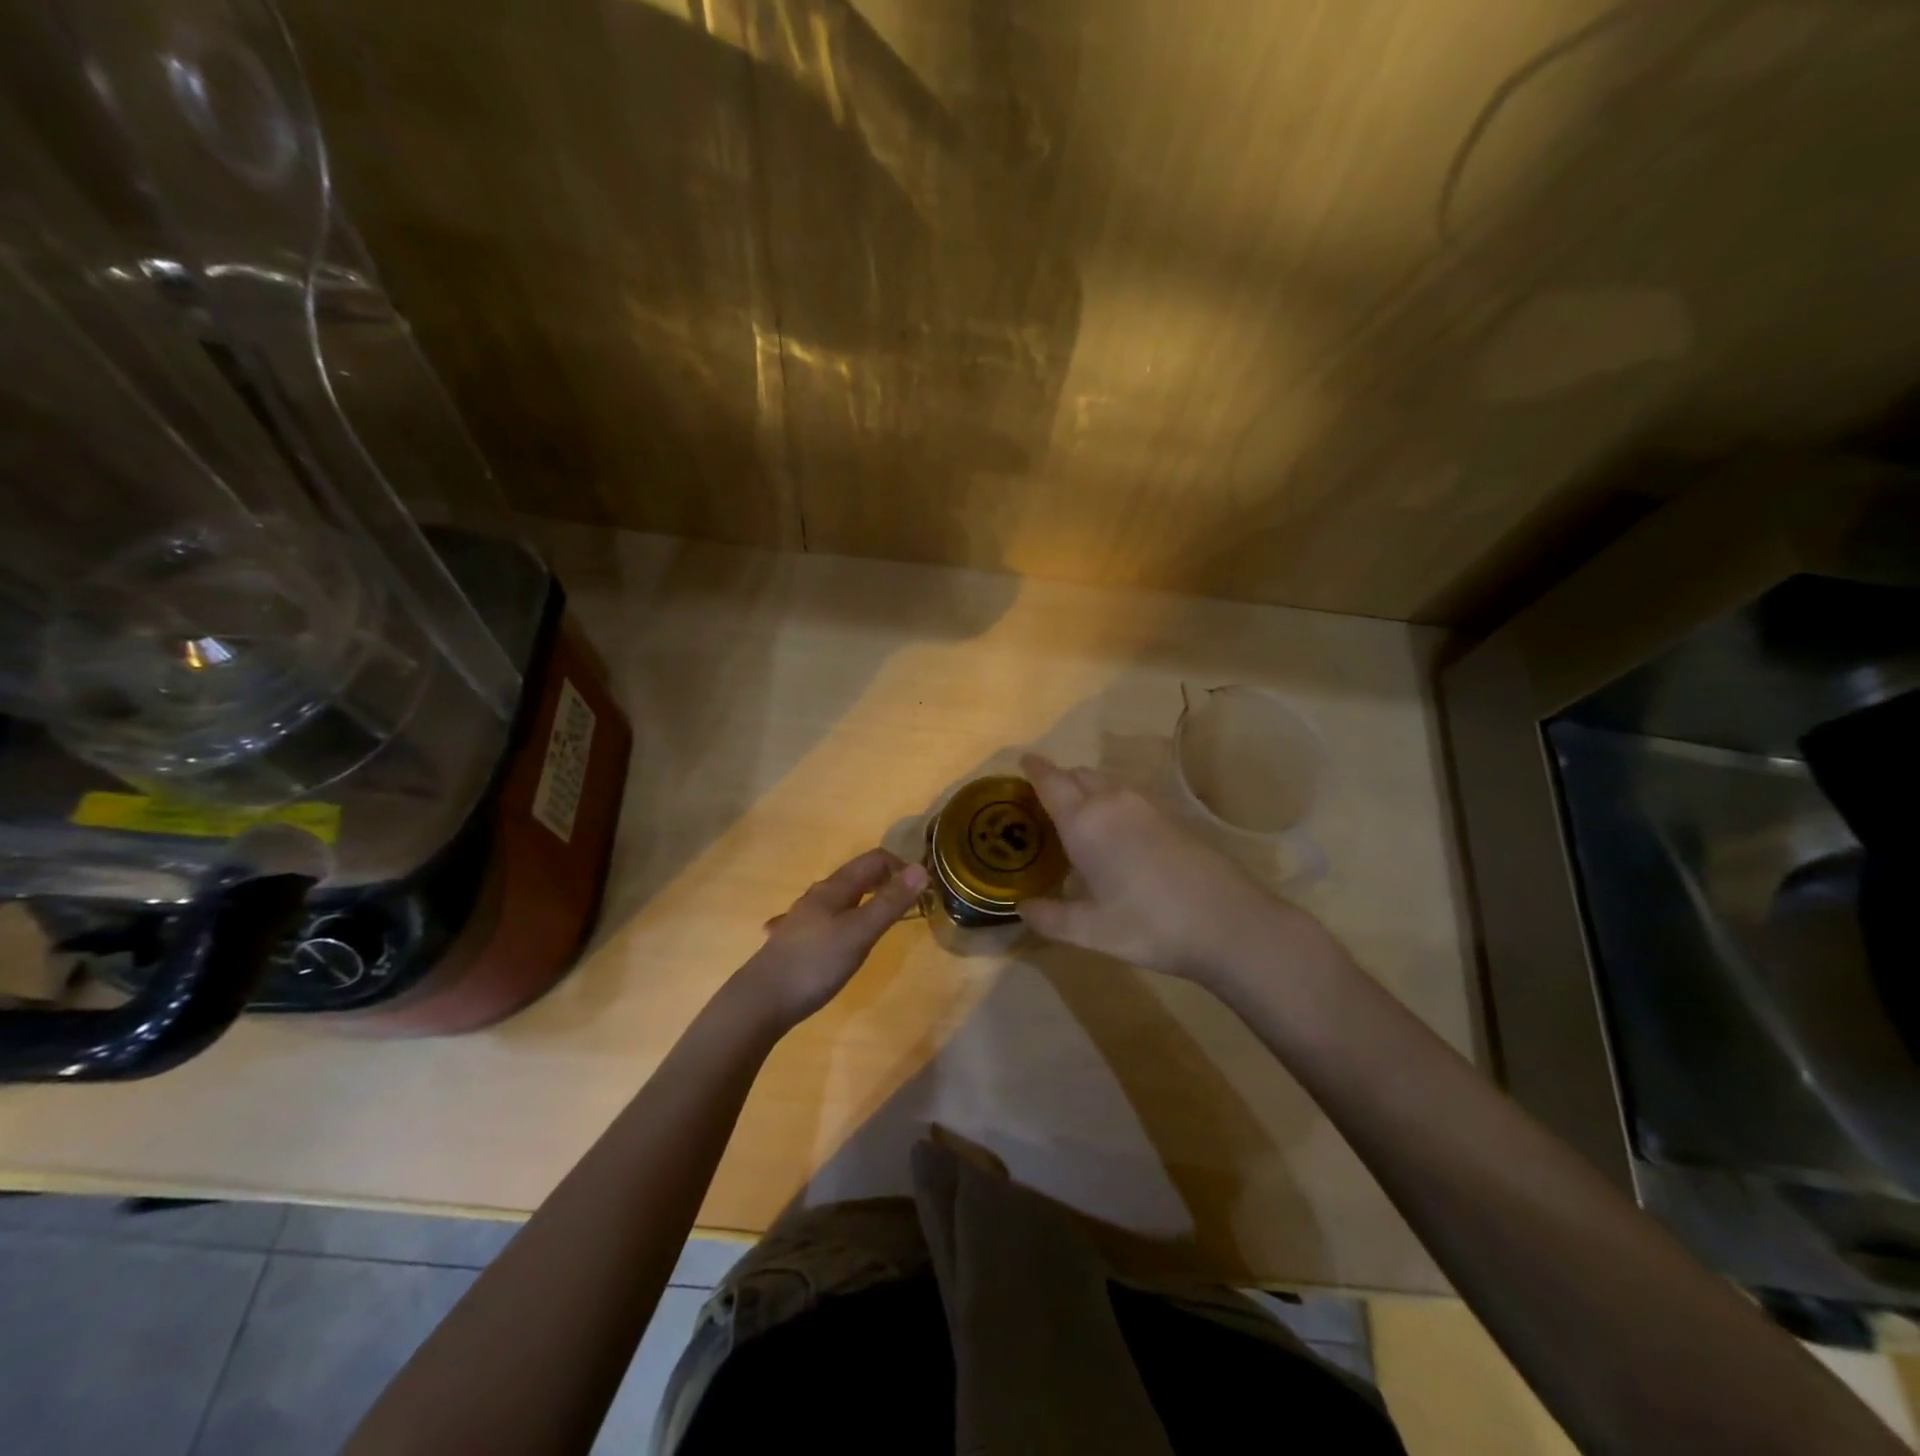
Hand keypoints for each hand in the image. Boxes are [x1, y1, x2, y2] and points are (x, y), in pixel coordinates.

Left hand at [734, 848, 927, 1029]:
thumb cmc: (815, 963)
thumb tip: (921, 869)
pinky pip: (822, 921)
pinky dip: (839, 921)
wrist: (760, 1001)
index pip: (873, 860)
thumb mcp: (860, 933)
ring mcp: (801, 919)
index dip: (900, 866)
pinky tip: (833, 938)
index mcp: (834, 888)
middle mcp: (816, 896)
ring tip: (879, 920)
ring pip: (838, 899)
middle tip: (908, 904)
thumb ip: (890, 903)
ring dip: (863, 901)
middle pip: (855, 877)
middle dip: (884, 882)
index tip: (922, 889)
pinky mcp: (793, 942)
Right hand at [1017, 753, 1323, 981]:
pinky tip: (1113, 837)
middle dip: (1058, 780)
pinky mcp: (1171, 817)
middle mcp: (1113, 802)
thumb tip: (1022, 908)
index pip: (1051, 781)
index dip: (1034, 768)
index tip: (1022, 760)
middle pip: (1078, 775)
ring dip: (1085, 791)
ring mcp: (1146, 806)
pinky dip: (1109, 804)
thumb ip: (1049, 918)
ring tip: (1075, 821)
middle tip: (1042, 803)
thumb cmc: (1149, 925)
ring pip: (1105, 784)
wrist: (1229, 923)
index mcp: (1086, 822)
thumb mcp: (1090, 931)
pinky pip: (1127, 797)